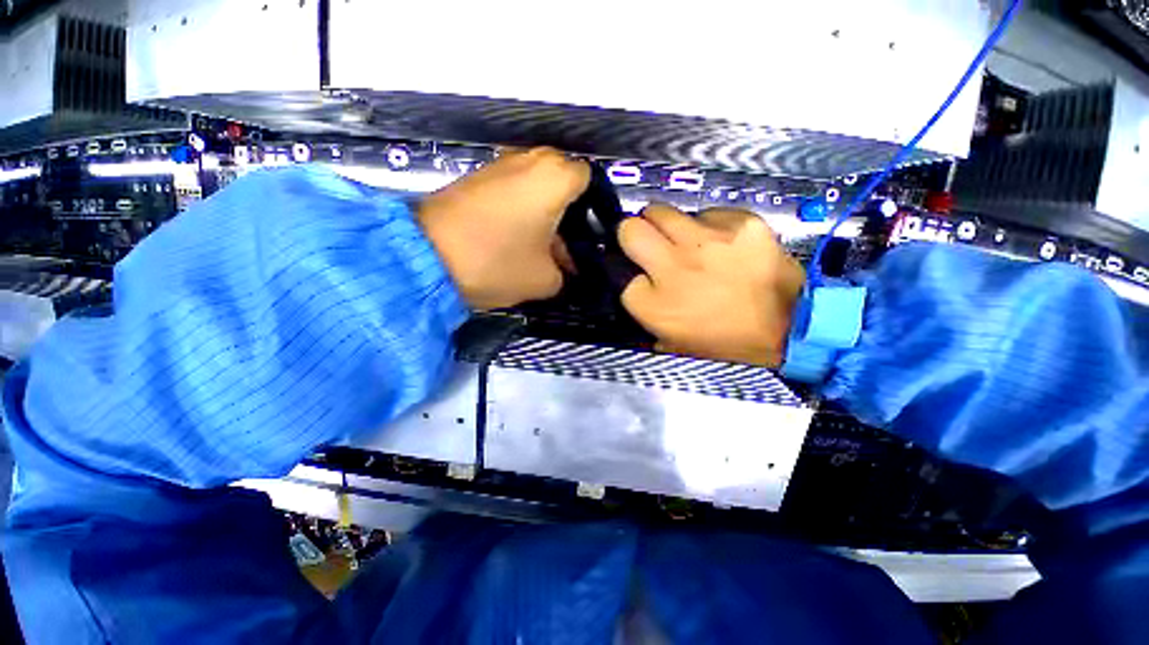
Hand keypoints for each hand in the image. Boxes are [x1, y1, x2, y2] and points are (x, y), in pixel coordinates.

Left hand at [417, 148, 589, 309]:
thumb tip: (564, 268)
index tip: (588, 233)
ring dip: (543, 208)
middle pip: (562, 178)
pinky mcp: (476, 177)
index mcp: (553, 178)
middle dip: (568, 207)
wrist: (425, 258)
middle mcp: (527, 159)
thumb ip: (567, 273)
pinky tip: (514, 234)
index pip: (588, 179)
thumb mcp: (545, 280)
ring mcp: (498, 165)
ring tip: (539, 242)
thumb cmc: (497, 263)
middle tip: (565, 239)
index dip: (593, 206)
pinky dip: (519, 206)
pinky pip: (511, 186)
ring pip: (535, 182)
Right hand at [619, 204, 805, 366]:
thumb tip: (631, 285)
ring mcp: (707, 241)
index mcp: (654, 305)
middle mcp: (673, 267)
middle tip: (648, 243)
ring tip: (684, 240)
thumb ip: (644, 312)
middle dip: (632, 234)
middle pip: (629, 230)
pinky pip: (705, 212)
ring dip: (666, 225)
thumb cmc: (723, 341)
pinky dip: (707, 225)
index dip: (629, 272)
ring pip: (661, 211)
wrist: (788, 328)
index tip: (640, 274)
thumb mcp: (670, 341)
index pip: (618, 272)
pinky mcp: (739, 223)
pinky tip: (721, 243)